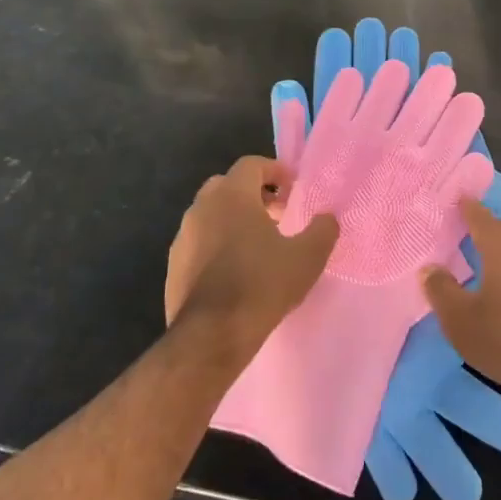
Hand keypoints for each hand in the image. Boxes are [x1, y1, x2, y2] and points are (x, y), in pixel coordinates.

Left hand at [165, 157, 337, 345]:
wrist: (212, 335)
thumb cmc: (263, 284)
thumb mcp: (308, 257)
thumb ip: (323, 230)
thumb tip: (327, 218)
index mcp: (232, 196)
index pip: (251, 165)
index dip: (275, 171)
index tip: (293, 188)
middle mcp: (201, 208)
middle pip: (227, 186)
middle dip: (253, 194)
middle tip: (277, 214)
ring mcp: (183, 237)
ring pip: (210, 215)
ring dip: (233, 220)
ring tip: (258, 244)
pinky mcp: (173, 266)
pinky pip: (199, 243)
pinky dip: (217, 245)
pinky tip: (236, 271)